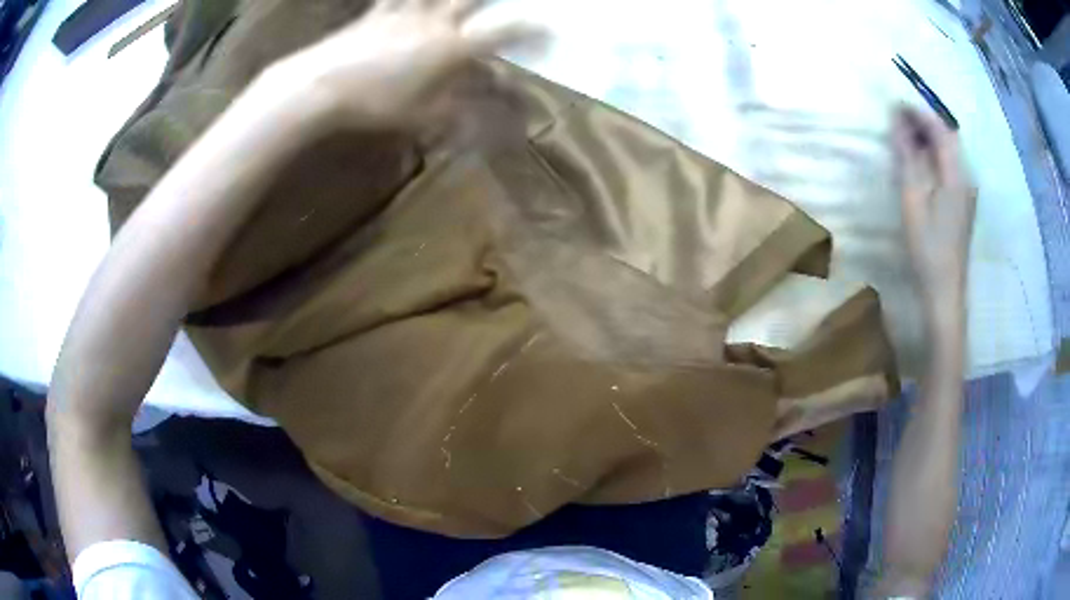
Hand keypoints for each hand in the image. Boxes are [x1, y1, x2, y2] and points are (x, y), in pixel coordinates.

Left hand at [273, 0, 543, 128]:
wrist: (321, 87)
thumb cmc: (376, 104)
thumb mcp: (427, 116)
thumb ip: (468, 113)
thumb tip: (504, 121)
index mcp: (452, 47)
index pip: (502, 33)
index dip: (530, 30)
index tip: (550, 28)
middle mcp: (434, 21)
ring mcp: (404, 13)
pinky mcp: (376, 14)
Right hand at [892, 106, 976, 324]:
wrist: (945, 291)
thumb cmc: (928, 247)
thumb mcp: (913, 199)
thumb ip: (908, 157)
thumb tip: (898, 121)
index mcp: (957, 175)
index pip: (940, 129)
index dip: (918, 112)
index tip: (895, 103)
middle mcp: (966, 178)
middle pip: (948, 137)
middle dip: (924, 121)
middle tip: (898, 116)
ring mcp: (967, 191)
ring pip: (949, 151)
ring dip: (928, 137)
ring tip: (905, 134)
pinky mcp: (963, 202)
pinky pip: (949, 166)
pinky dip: (933, 155)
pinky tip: (920, 160)